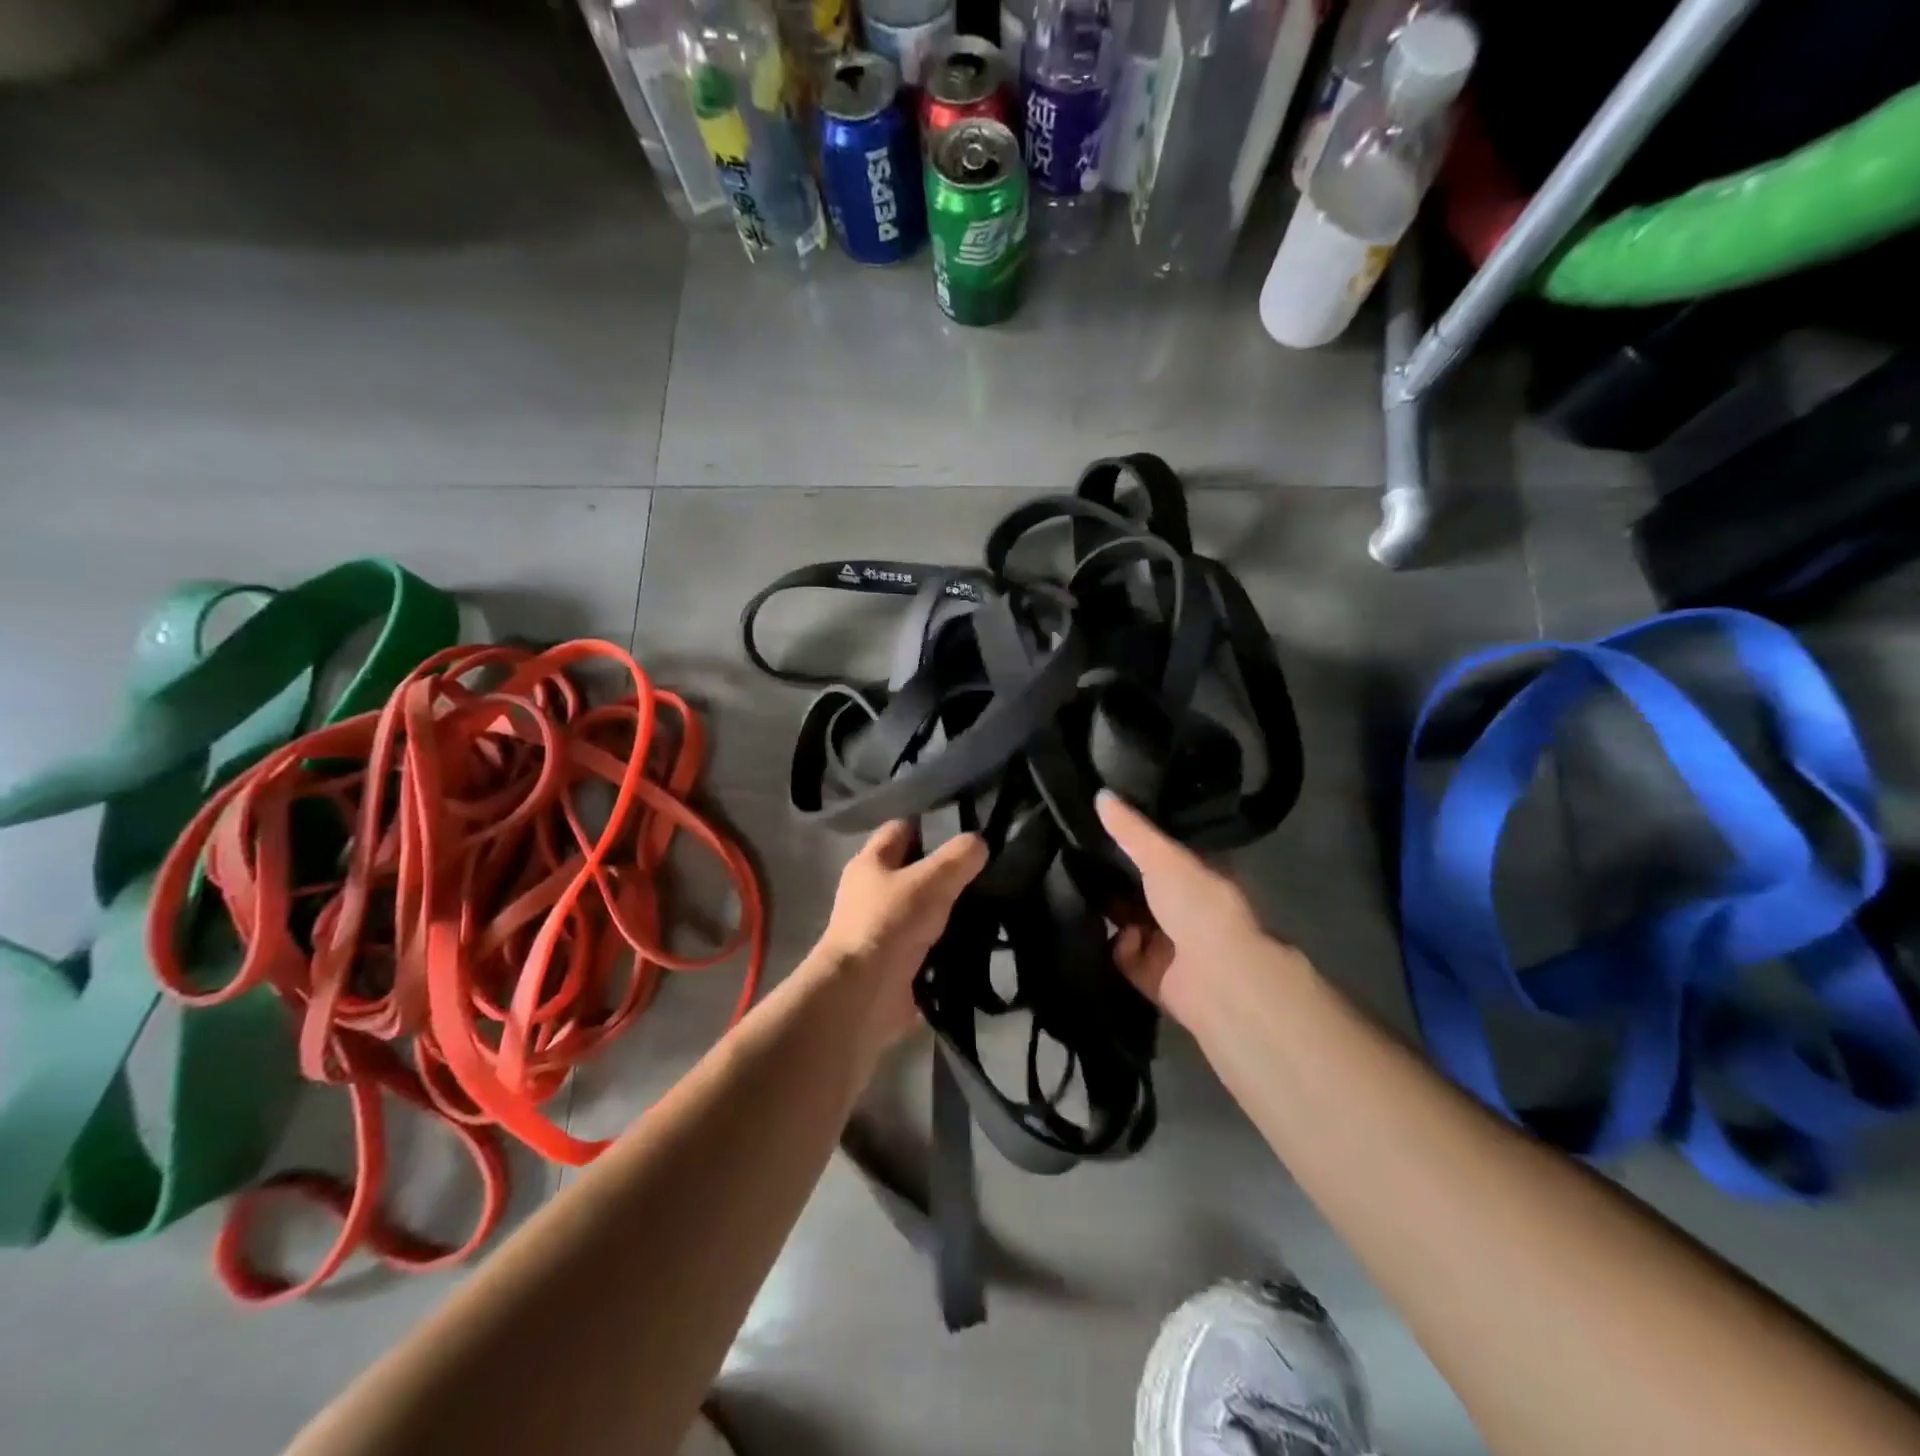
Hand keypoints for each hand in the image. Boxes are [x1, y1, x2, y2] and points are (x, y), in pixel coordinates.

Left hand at [814, 821, 987, 1047]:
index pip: (901, 829)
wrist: (862, 995)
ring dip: (950, 912)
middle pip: (914, 871)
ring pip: (924, 910)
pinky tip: (981, 943)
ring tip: (993, 906)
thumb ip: (958, 859)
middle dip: (947, 872)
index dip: (931, 825)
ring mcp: (883, 929)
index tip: (968, 830)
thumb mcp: (931, 881)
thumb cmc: (889, 924)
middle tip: (987, 871)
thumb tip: (979, 843)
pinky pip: (928, 946)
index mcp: (871, 862)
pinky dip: (949, 946)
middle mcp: (872, 892)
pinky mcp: (896, 963)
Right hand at [1097, 791, 1277, 1025]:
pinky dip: (1119, 947)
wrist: (1218, 978)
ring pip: (1131, 922)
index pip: (1164, 854)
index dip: (1135, 842)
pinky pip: (1125, 957)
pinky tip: (1115, 935)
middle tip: (1077, 859)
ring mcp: (1174, 945)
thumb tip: (1099, 793)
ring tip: (1078, 891)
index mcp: (1200, 877)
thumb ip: (1131, 829)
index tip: (1100, 827)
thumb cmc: (1198, 906)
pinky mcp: (1156, 977)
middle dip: (1116, 879)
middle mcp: (1188, 910)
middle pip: (1143, 889)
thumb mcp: (1162, 857)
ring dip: (1112, 913)